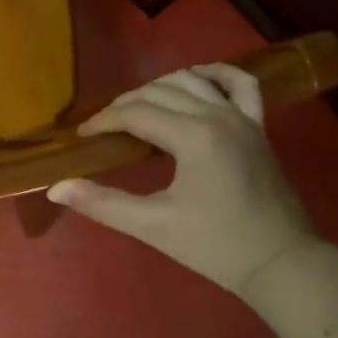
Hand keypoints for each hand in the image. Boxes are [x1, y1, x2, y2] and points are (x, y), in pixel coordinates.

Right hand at [46, 63, 321, 299]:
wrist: (281, 263)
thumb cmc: (215, 246)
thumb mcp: (153, 226)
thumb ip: (103, 204)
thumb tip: (56, 188)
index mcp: (193, 136)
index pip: (136, 113)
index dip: (103, 122)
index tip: (82, 137)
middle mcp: (218, 115)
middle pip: (160, 91)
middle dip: (126, 104)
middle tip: (104, 129)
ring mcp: (243, 117)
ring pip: (193, 81)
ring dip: (160, 87)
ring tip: (137, 109)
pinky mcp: (259, 127)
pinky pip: (241, 84)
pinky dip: (216, 74)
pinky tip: (197, 77)